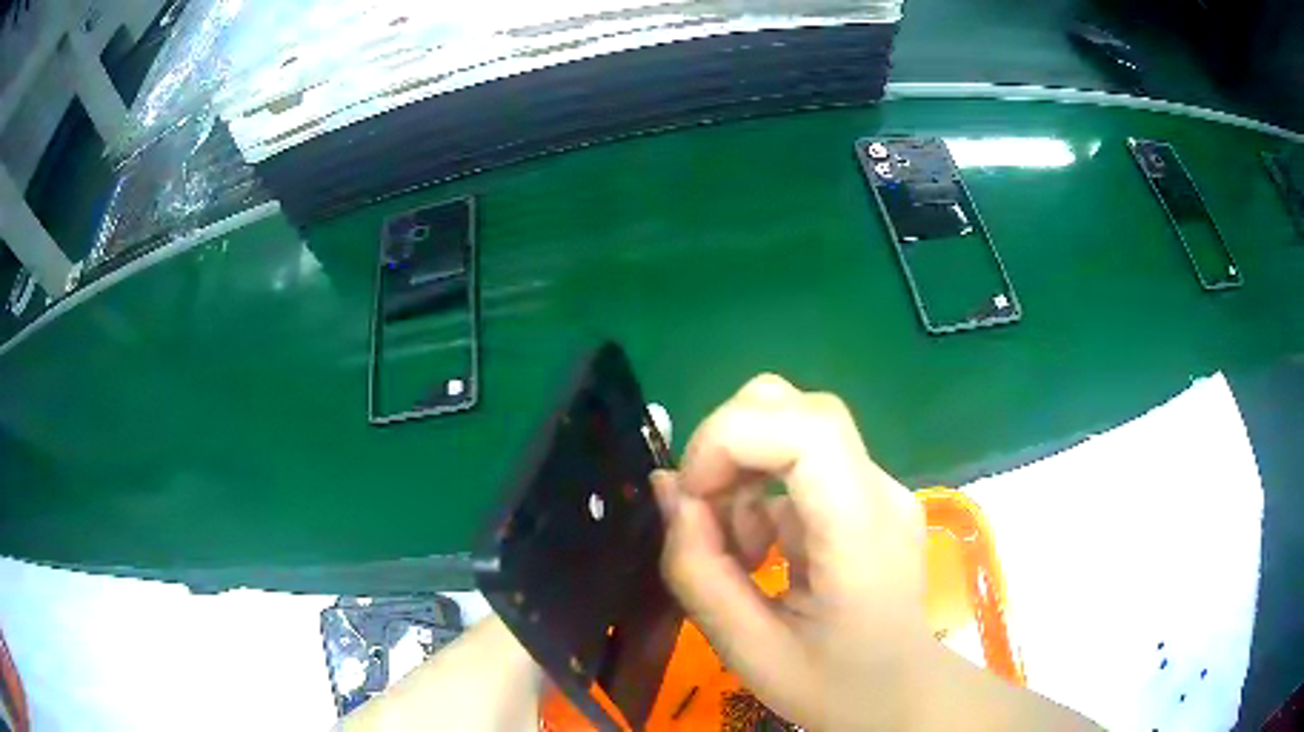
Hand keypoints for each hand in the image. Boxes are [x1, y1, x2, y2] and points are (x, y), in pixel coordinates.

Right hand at [652, 375, 1096, 730]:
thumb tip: (669, 489)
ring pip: (795, 425)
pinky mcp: (869, 494)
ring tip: (741, 551)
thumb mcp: (750, 650)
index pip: (807, 427)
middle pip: (798, 407)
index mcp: (861, 533)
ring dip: (743, 473)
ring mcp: (880, 487)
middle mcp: (879, 491)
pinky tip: (765, 550)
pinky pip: (803, 460)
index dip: (731, 438)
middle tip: (705, 515)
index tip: (692, 495)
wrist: (902, 695)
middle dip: (728, 446)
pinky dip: (762, 489)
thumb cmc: (835, 686)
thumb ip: (700, 571)